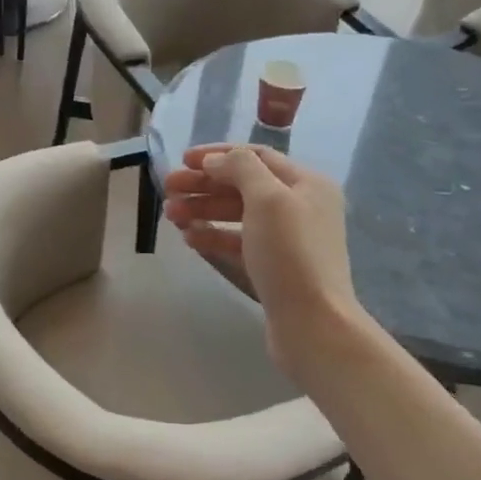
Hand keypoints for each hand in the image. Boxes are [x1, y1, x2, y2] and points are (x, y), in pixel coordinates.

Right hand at [162, 144, 360, 375]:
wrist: (313, 324)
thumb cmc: (290, 253)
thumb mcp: (267, 198)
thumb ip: (240, 168)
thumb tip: (215, 161)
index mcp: (306, 184)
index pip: (256, 156)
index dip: (217, 154)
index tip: (182, 160)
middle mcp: (300, 207)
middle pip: (243, 185)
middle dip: (204, 184)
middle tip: (168, 189)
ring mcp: (287, 240)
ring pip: (237, 214)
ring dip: (203, 210)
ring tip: (170, 215)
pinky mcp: (274, 268)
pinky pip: (238, 242)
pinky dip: (214, 236)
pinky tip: (190, 239)